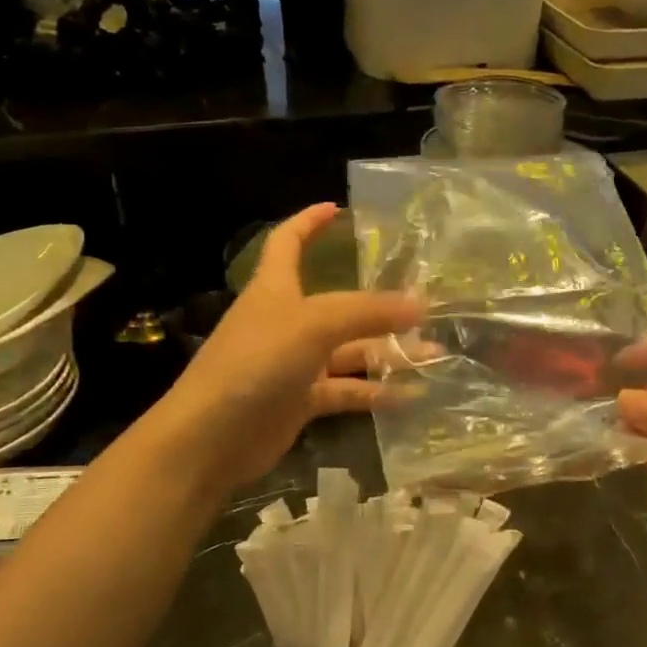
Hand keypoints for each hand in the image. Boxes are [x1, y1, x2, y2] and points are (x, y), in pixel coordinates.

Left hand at [150, 204, 421, 490]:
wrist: (211, 437)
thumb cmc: (256, 363)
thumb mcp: (314, 325)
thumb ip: (368, 312)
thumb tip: (421, 303)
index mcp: (276, 288)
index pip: (288, 242)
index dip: (309, 222)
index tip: (338, 209)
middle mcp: (286, 321)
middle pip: (339, 304)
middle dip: (380, 305)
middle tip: (426, 305)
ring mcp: (294, 363)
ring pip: (349, 351)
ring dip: (388, 352)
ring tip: (434, 353)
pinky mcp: (301, 401)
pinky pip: (346, 390)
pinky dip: (375, 392)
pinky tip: (411, 395)